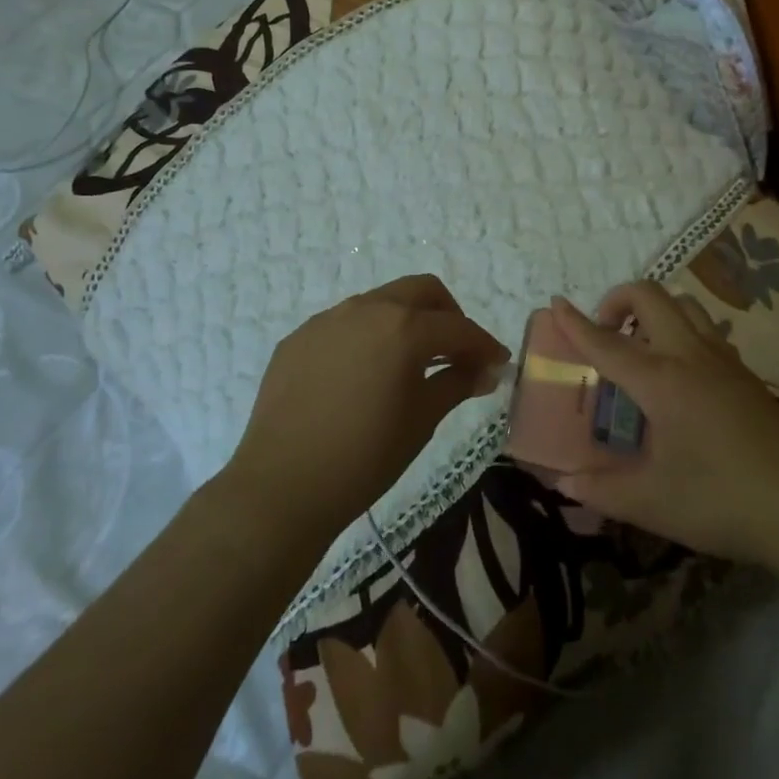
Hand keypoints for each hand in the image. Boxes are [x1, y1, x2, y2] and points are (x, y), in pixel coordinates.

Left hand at [222, 276, 509, 544]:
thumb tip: (486, 370)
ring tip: (409, 363)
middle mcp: (366, 309)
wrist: (281, 488)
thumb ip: (457, 383)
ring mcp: (327, 320)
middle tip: (457, 351)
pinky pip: (344, 325)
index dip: (483, 344)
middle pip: (421, 291)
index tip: (498, 363)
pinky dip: (367, 337)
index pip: (457, 327)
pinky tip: (363, 375)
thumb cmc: (364, 456)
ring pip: (380, 303)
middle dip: (448, 315)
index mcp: (402, 327)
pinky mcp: (298, 338)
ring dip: (405, 322)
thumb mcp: (422, 420)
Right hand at [549, 285, 778, 563]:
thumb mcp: (652, 502)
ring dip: (654, 311)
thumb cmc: (720, 500)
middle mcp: (690, 355)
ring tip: (641, 349)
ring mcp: (723, 359)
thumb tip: (564, 482)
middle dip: (619, 300)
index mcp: (661, 381)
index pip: (608, 344)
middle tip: (605, 333)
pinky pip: (705, 329)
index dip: (577, 324)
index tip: (556, 302)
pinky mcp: (745, 372)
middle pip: (650, 297)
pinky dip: (680, 331)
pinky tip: (680, 376)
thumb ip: (601, 489)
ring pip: (683, 305)